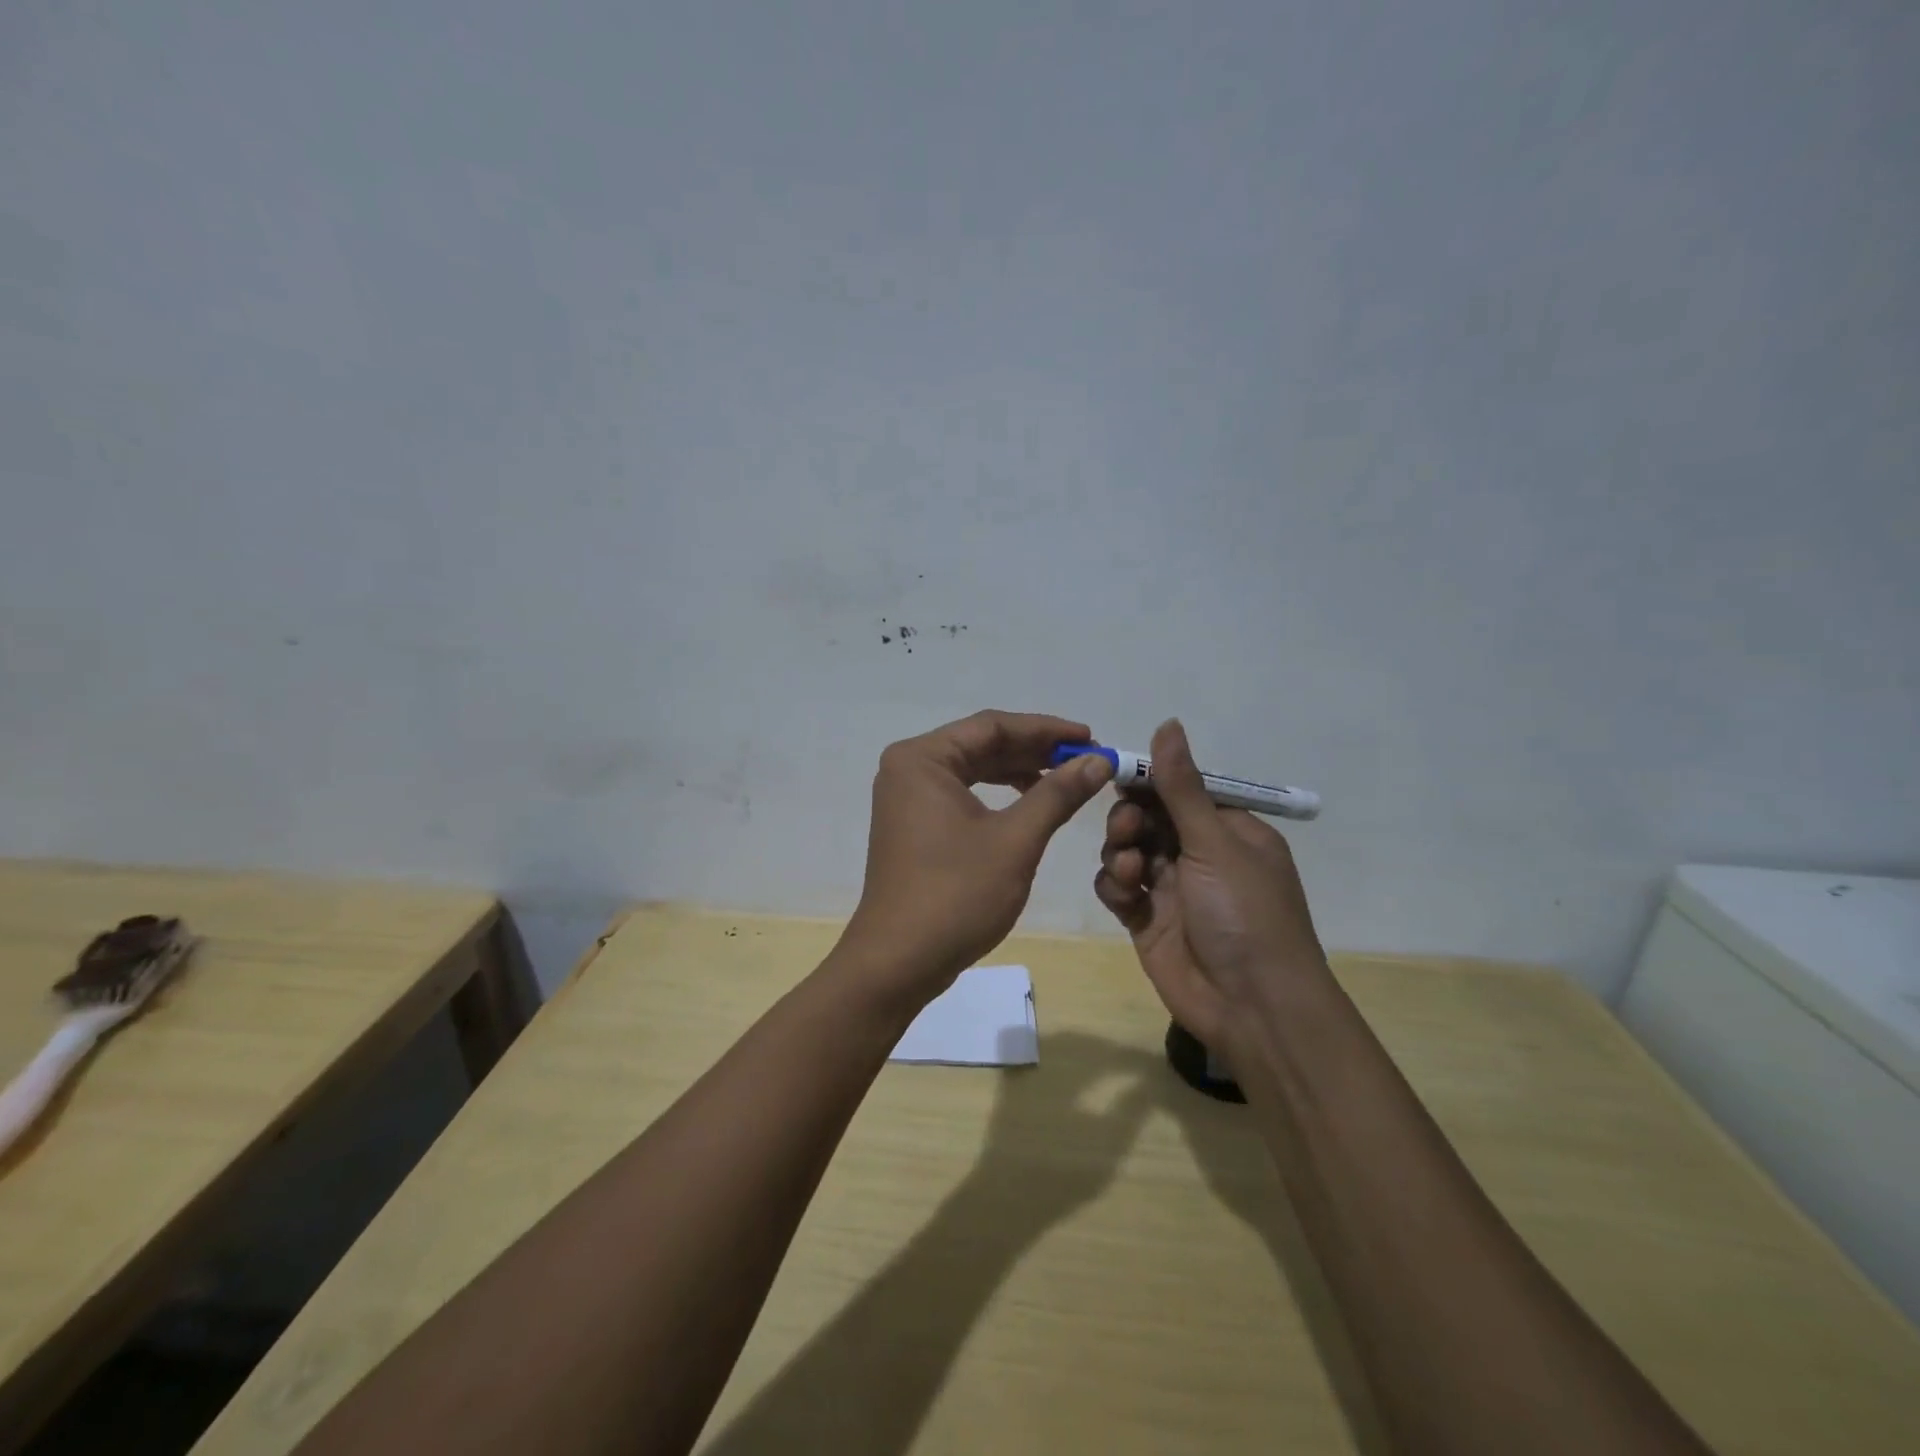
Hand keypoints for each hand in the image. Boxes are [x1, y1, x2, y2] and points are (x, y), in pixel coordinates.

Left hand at [841, 710, 1114, 1001]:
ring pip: (974, 770)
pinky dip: (999, 796)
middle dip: (1035, 751)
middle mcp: (910, 768)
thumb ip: (1057, 793)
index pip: (992, 726)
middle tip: (1086, 759)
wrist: (899, 962)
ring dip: (1020, 772)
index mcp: (923, 759)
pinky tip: (1032, 803)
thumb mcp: (1016, 840)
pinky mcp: (914, 825)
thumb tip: (1099, 760)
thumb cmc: (956, 895)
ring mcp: (908, 798)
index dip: (1046, 729)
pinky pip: (963, 794)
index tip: (1091, 738)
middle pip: (981, 744)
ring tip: (1068, 779)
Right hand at [1092, 718, 1327, 1060]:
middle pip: (1148, 818)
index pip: (1180, 790)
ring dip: (1121, 852)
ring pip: (1128, 850)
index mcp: (1229, 831)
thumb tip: (1168, 723)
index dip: (1148, 781)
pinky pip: (1119, 888)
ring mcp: (1172, 888)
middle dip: (1130, 819)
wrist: (1251, 1007)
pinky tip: (1125, 895)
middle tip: (1127, 830)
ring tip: (1130, 869)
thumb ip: (1181, 787)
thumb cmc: (1244, 914)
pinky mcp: (1149, 919)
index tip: (1116, 773)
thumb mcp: (1215, 843)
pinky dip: (1116, 886)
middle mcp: (1200, 855)